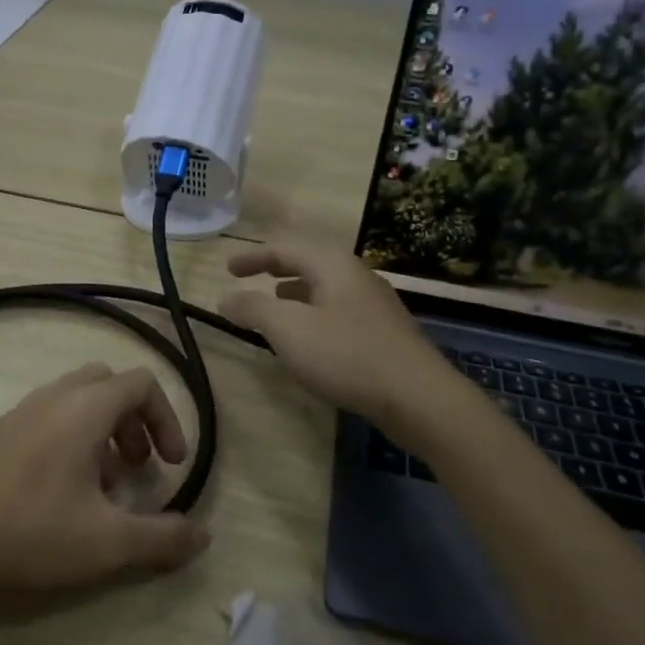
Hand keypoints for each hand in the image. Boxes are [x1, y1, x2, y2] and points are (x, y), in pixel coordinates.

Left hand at [0, 362, 209, 594]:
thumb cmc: (31, 530)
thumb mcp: (107, 542)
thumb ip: (162, 539)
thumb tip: (204, 537)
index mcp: (85, 408)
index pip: (141, 383)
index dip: (167, 419)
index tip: (172, 464)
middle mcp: (52, 399)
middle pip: (106, 383)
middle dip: (132, 420)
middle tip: (137, 466)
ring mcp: (16, 414)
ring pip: (72, 402)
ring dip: (99, 433)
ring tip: (100, 486)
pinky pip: (43, 420)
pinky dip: (66, 441)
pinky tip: (55, 496)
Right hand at [219, 238, 450, 424]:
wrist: (417, 397)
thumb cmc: (346, 354)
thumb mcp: (289, 329)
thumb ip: (254, 309)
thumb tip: (226, 298)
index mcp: (333, 266)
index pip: (286, 248)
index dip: (253, 256)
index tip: (228, 269)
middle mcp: (357, 277)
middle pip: (310, 262)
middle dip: (277, 268)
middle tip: (250, 276)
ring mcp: (374, 305)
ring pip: (326, 287)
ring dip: (295, 291)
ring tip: (275, 304)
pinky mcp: (383, 333)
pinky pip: (338, 311)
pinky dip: (313, 313)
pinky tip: (309, 338)